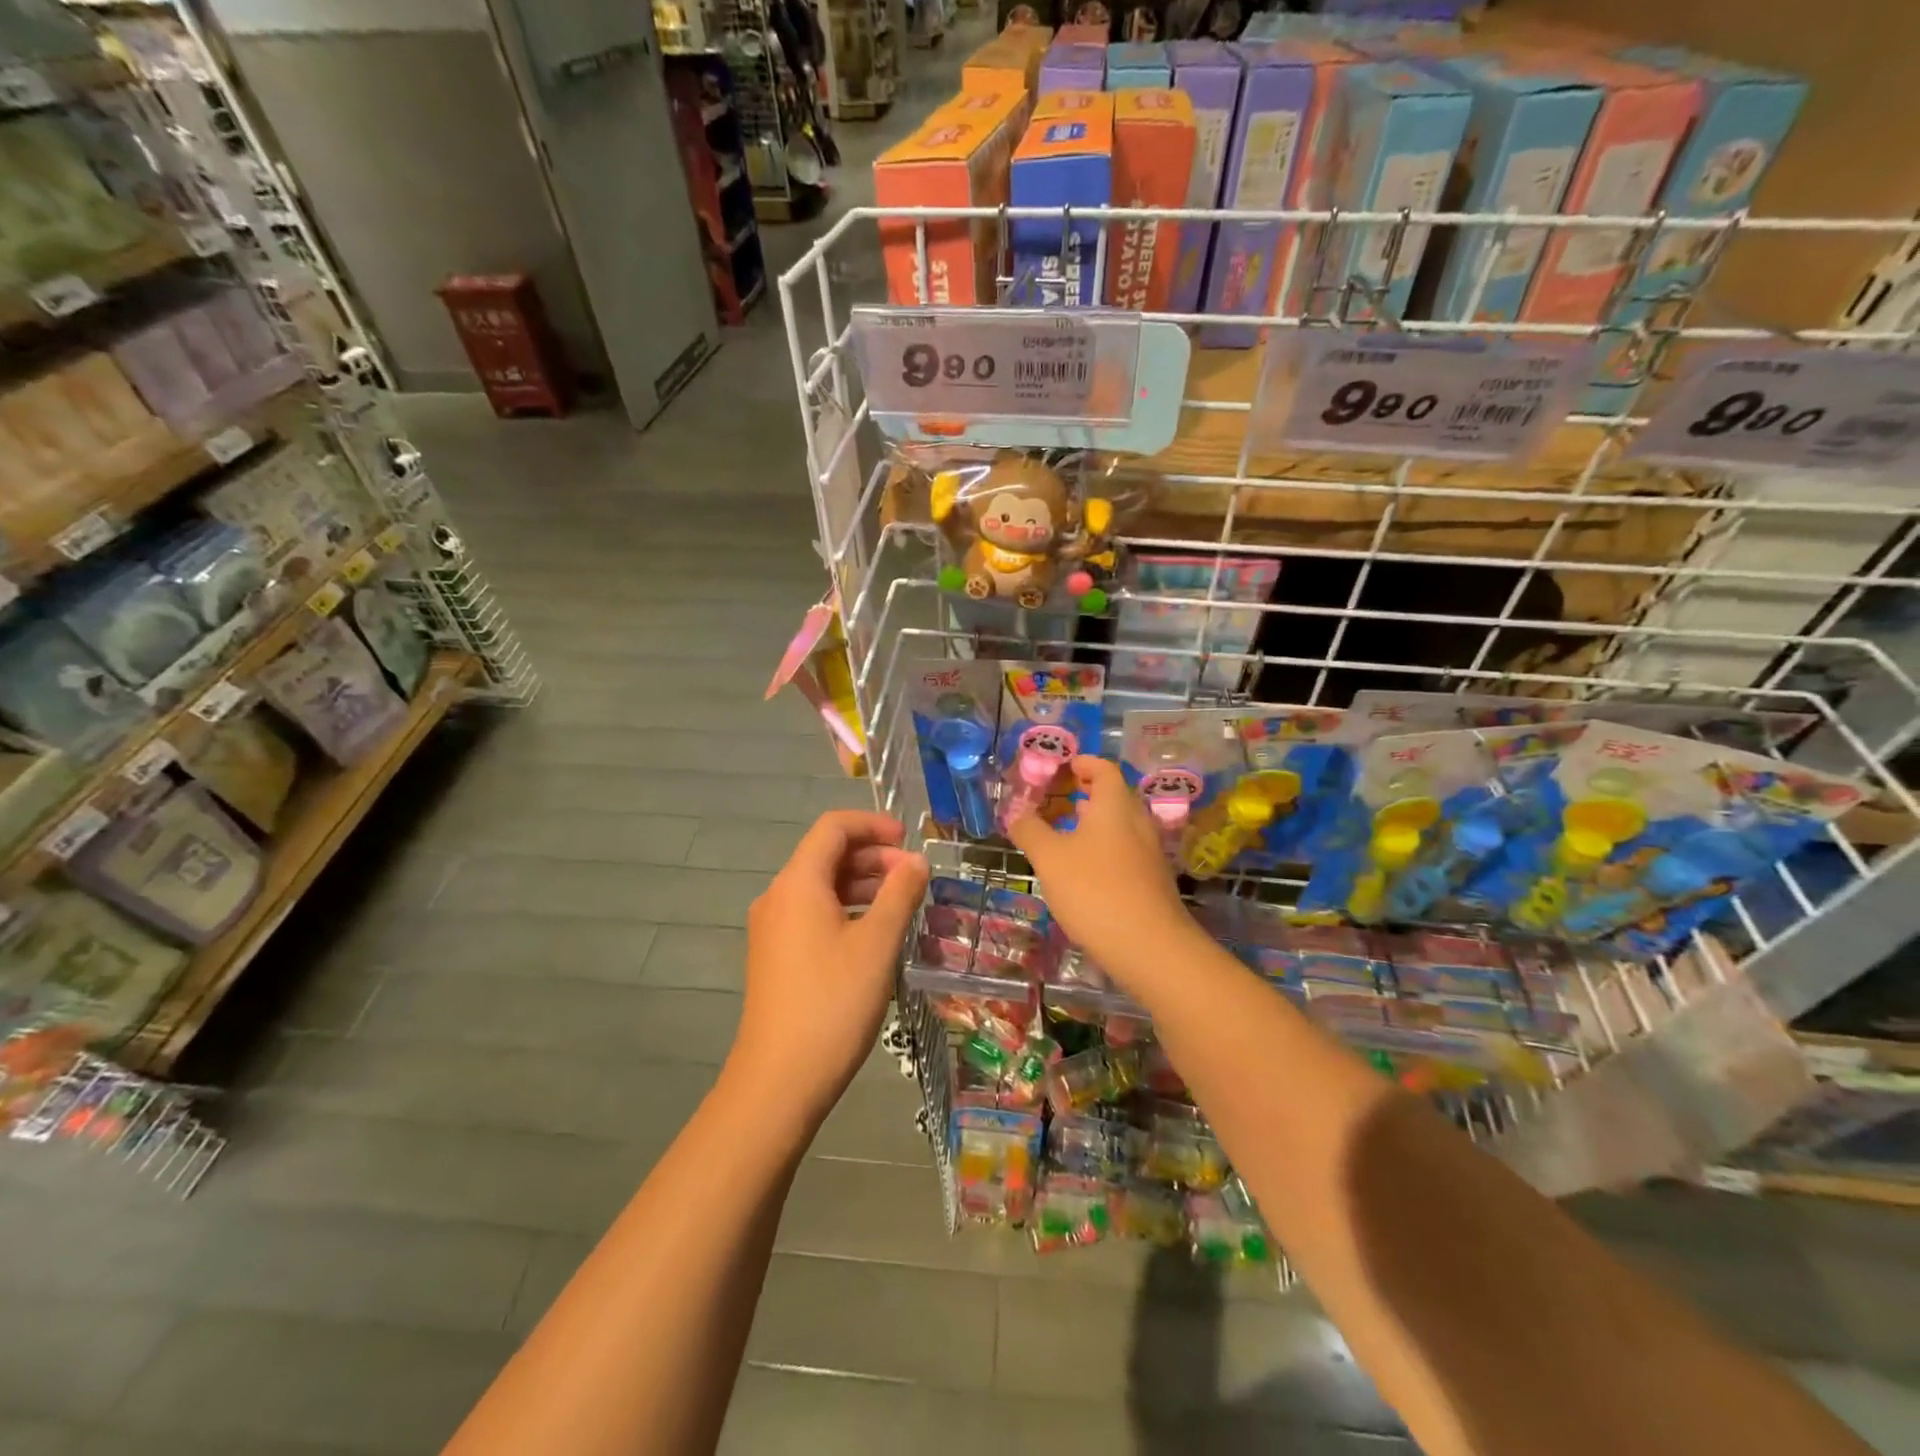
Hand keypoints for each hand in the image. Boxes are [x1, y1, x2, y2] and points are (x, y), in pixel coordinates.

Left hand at [731, 811, 928, 1130]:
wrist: (779, 1080)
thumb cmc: (833, 1002)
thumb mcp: (878, 943)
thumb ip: (900, 893)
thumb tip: (916, 862)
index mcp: (798, 884)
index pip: (833, 828)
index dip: (873, 825)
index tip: (909, 840)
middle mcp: (778, 897)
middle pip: (826, 855)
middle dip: (873, 857)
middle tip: (914, 878)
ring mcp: (772, 929)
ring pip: (821, 887)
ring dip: (862, 885)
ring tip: (902, 904)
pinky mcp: (775, 956)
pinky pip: (813, 914)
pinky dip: (846, 910)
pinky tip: (874, 935)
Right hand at [1004, 756, 1195, 992]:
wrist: (1150, 947)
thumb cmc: (1094, 890)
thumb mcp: (1049, 858)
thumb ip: (1029, 830)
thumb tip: (1016, 812)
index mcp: (1114, 804)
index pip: (1103, 768)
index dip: (1080, 763)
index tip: (1058, 768)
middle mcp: (1137, 820)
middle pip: (1112, 795)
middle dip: (1082, 793)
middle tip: (1052, 800)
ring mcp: (1149, 851)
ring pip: (1118, 824)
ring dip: (1091, 823)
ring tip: (1061, 833)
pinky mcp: (1152, 879)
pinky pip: (1124, 849)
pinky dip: (1102, 847)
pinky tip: (1082, 870)